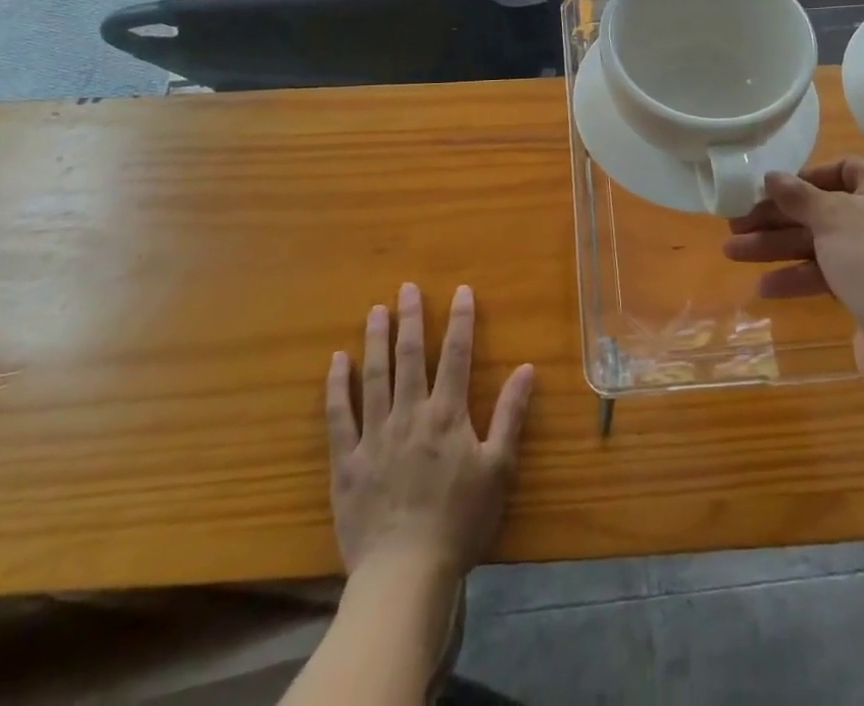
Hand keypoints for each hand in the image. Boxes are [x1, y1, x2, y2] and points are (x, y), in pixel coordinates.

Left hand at [326, 283, 535, 583]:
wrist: (405, 574)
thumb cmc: (460, 521)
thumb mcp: (499, 469)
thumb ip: (511, 415)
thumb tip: (527, 369)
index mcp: (447, 415)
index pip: (456, 355)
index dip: (460, 320)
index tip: (461, 290)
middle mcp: (410, 414)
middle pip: (410, 356)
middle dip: (410, 319)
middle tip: (406, 289)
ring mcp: (374, 435)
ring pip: (374, 377)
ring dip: (375, 340)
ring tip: (375, 311)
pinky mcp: (346, 460)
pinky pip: (338, 416)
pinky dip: (336, 386)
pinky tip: (336, 361)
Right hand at [722, 158, 863, 391]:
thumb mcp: (831, 217)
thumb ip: (797, 195)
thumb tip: (771, 176)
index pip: (840, 169)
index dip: (801, 178)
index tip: (766, 189)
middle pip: (821, 208)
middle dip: (776, 218)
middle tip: (735, 225)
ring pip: (819, 243)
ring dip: (777, 247)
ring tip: (732, 253)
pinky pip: (827, 274)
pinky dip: (797, 277)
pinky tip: (764, 287)